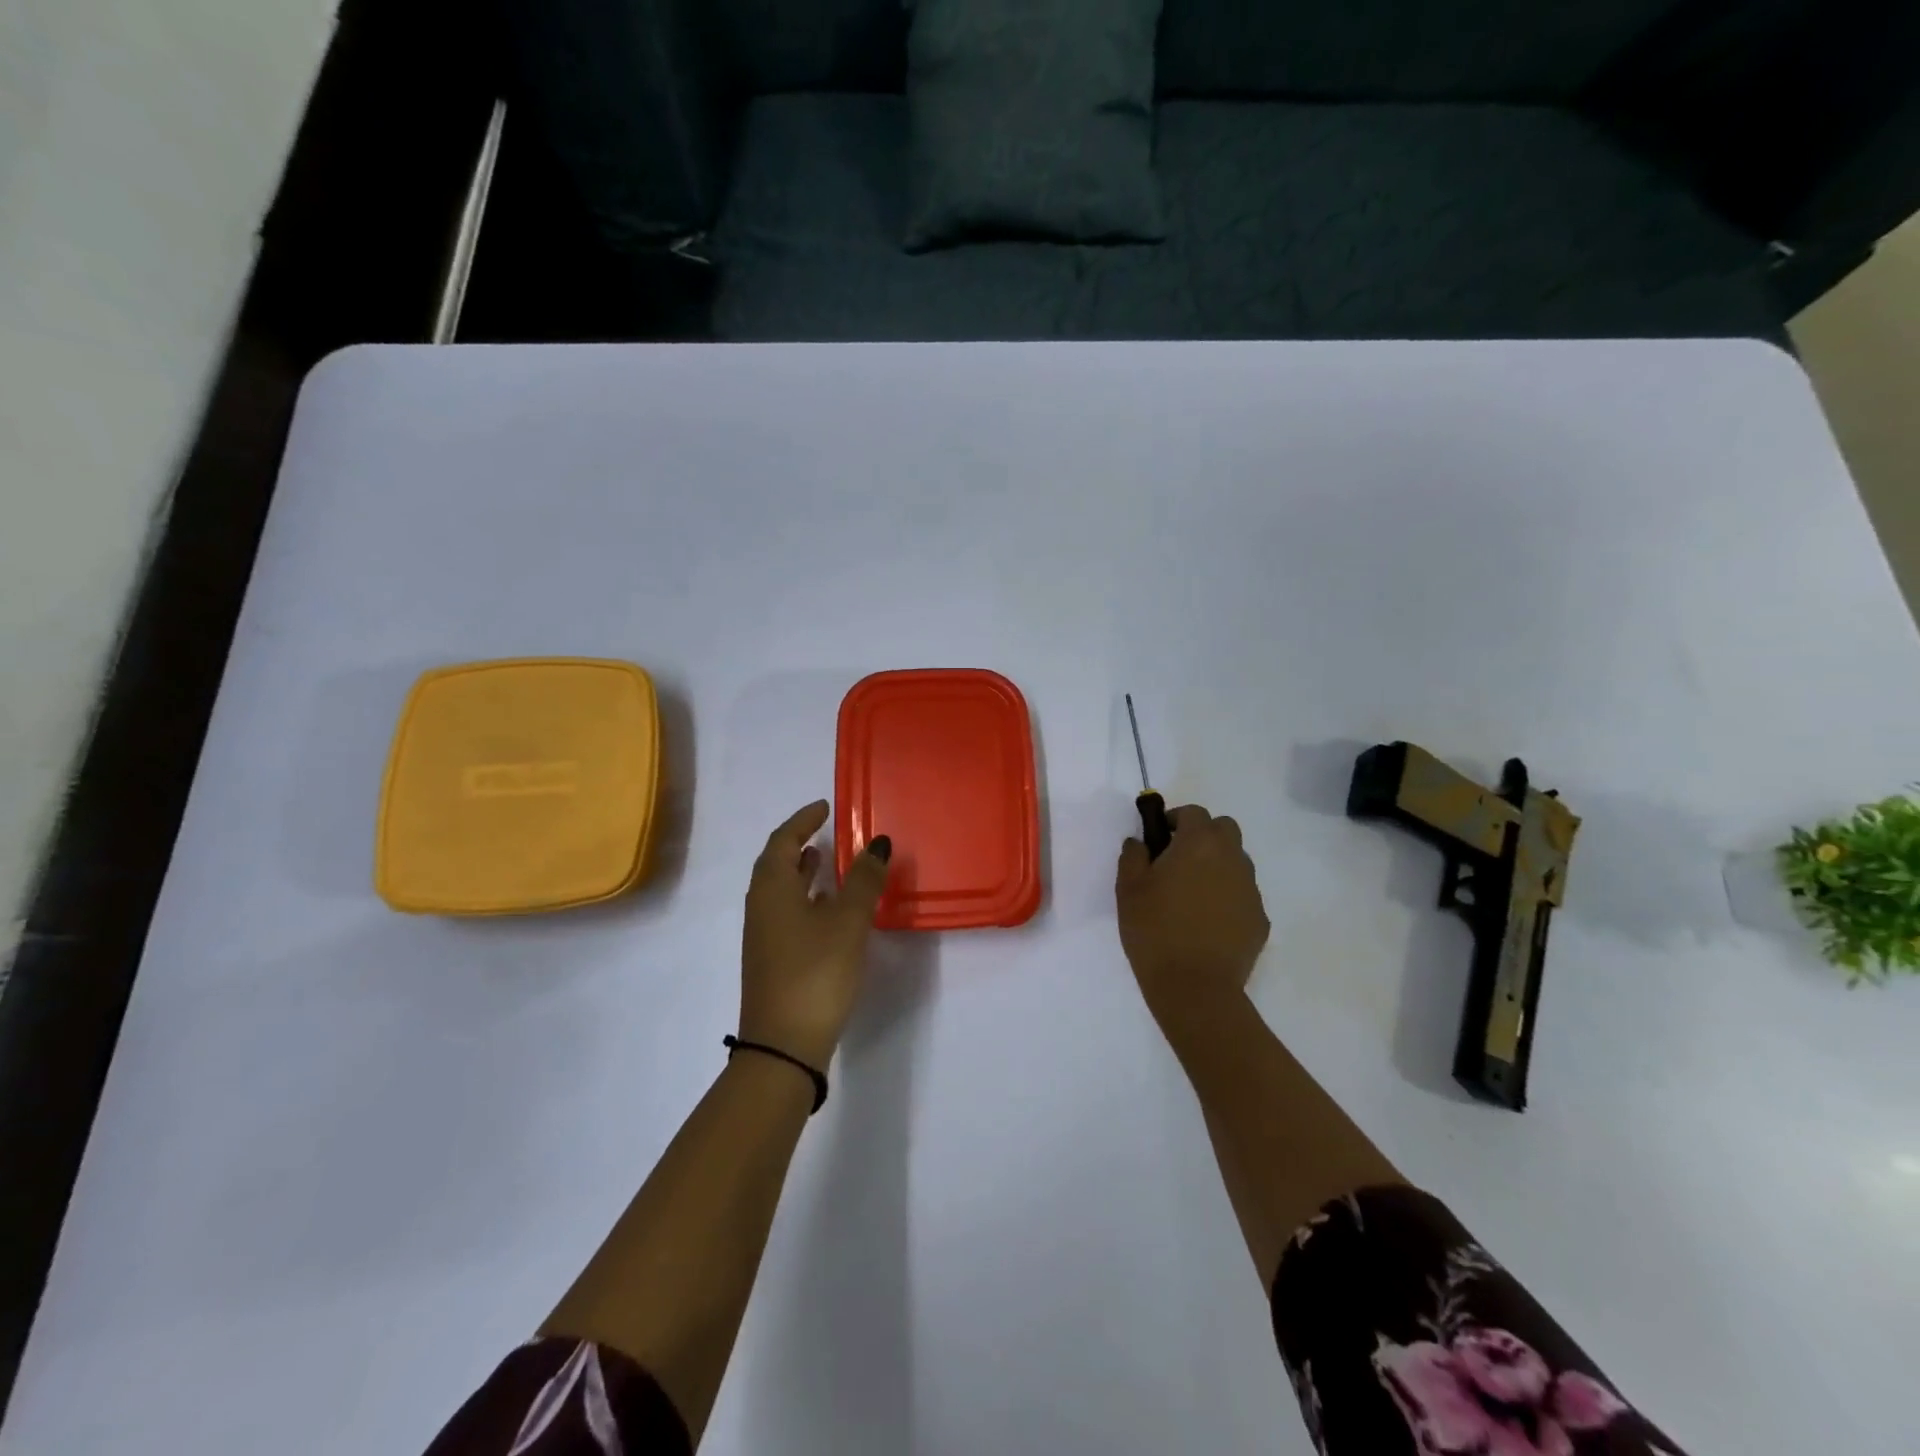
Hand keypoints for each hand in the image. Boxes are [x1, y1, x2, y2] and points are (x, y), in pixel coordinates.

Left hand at [740, 801, 891, 1069]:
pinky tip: (827, 909)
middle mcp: (761, 906)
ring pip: (780, 890)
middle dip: (799, 843)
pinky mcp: (772, 958)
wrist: (783, 1044)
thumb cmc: (816, 971)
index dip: (803, 820)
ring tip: (826, 861)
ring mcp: (763, 935)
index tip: (824, 806)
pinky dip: (805, 897)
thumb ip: (863, 880)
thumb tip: (878, 842)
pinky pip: (786, 912)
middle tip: (824, 830)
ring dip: (801, 871)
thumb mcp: (848, 922)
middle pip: (776, 863)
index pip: (783, 841)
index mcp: (773, 888)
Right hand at [1116, 804, 1269, 1028]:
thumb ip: (1133, 855)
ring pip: (1236, 861)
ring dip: (1216, 865)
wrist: (1195, 987)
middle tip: (1177, 859)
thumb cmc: (1154, 930)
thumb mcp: (1128, 889)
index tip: (1158, 837)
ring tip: (1192, 894)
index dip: (1175, 819)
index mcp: (1199, 844)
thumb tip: (1140, 842)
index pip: (1193, 812)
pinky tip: (1207, 922)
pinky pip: (1242, 894)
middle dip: (1203, 835)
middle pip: (1224, 829)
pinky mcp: (1260, 919)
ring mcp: (1250, 889)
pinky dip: (1226, 896)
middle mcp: (1232, 858)